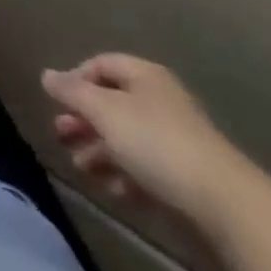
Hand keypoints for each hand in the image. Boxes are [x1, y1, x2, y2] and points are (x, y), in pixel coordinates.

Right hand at [41, 54, 250, 226]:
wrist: (224, 205)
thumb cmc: (156, 142)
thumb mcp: (104, 111)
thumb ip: (72, 91)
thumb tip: (46, 74)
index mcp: (144, 75)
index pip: (100, 64)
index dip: (75, 79)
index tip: (58, 102)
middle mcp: (159, 100)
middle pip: (111, 103)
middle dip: (83, 120)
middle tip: (61, 135)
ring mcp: (174, 140)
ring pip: (126, 139)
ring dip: (99, 151)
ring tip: (82, 168)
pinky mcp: (184, 177)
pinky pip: (145, 169)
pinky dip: (125, 176)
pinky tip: (114, 190)